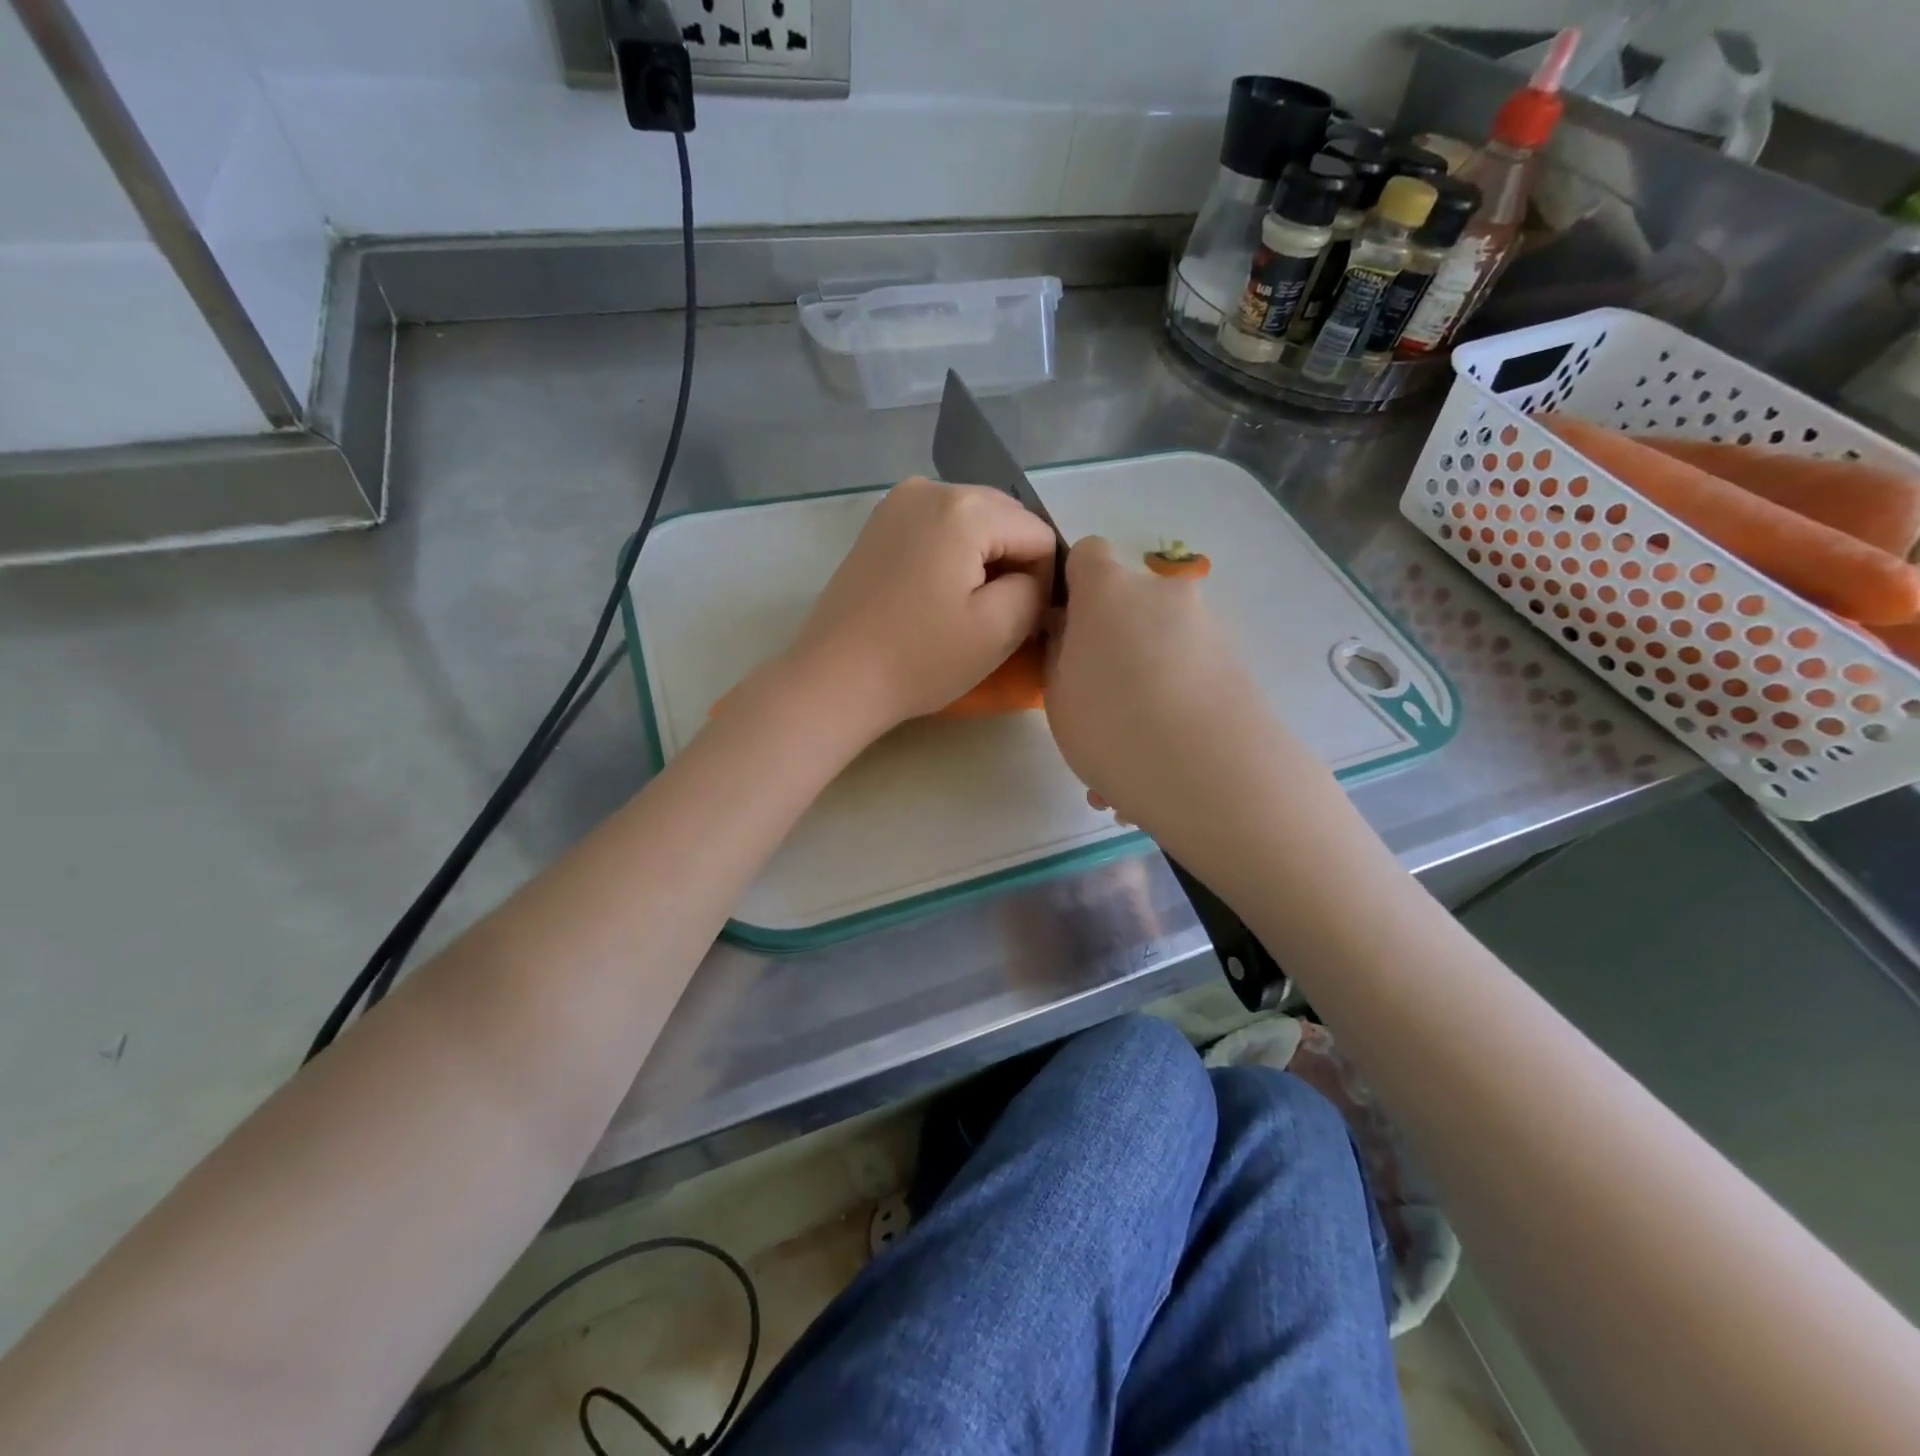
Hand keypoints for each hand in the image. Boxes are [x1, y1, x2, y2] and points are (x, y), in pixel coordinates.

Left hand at [780, 477, 1055, 738]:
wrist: (835, 679)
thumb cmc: (919, 659)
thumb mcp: (999, 630)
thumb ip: (1037, 590)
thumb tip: (1035, 577)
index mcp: (965, 507)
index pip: (1039, 535)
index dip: (1042, 582)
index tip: (1018, 623)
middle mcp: (931, 487)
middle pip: (1006, 520)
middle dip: (1011, 566)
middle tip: (993, 619)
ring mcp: (898, 501)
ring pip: (973, 524)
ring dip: (982, 562)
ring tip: (963, 610)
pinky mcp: (880, 524)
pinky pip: (939, 529)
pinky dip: (951, 557)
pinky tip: (936, 596)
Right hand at [1045, 537, 1317, 868]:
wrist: (1210, 771)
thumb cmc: (1111, 724)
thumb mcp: (1059, 694)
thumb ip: (1060, 652)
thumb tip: (1071, 632)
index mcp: (1108, 591)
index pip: (1087, 555)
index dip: (1074, 586)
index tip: (1066, 629)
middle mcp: (1162, 595)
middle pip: (1129, 606)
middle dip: (1114, 646)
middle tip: (1100, 706)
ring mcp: (1207, 627)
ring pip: (1162, 650)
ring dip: (1145, 688)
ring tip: (1130, 756)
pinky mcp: (1238, 663)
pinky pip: (1189, 678)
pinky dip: (1174, 708)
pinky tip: (1161, 764)